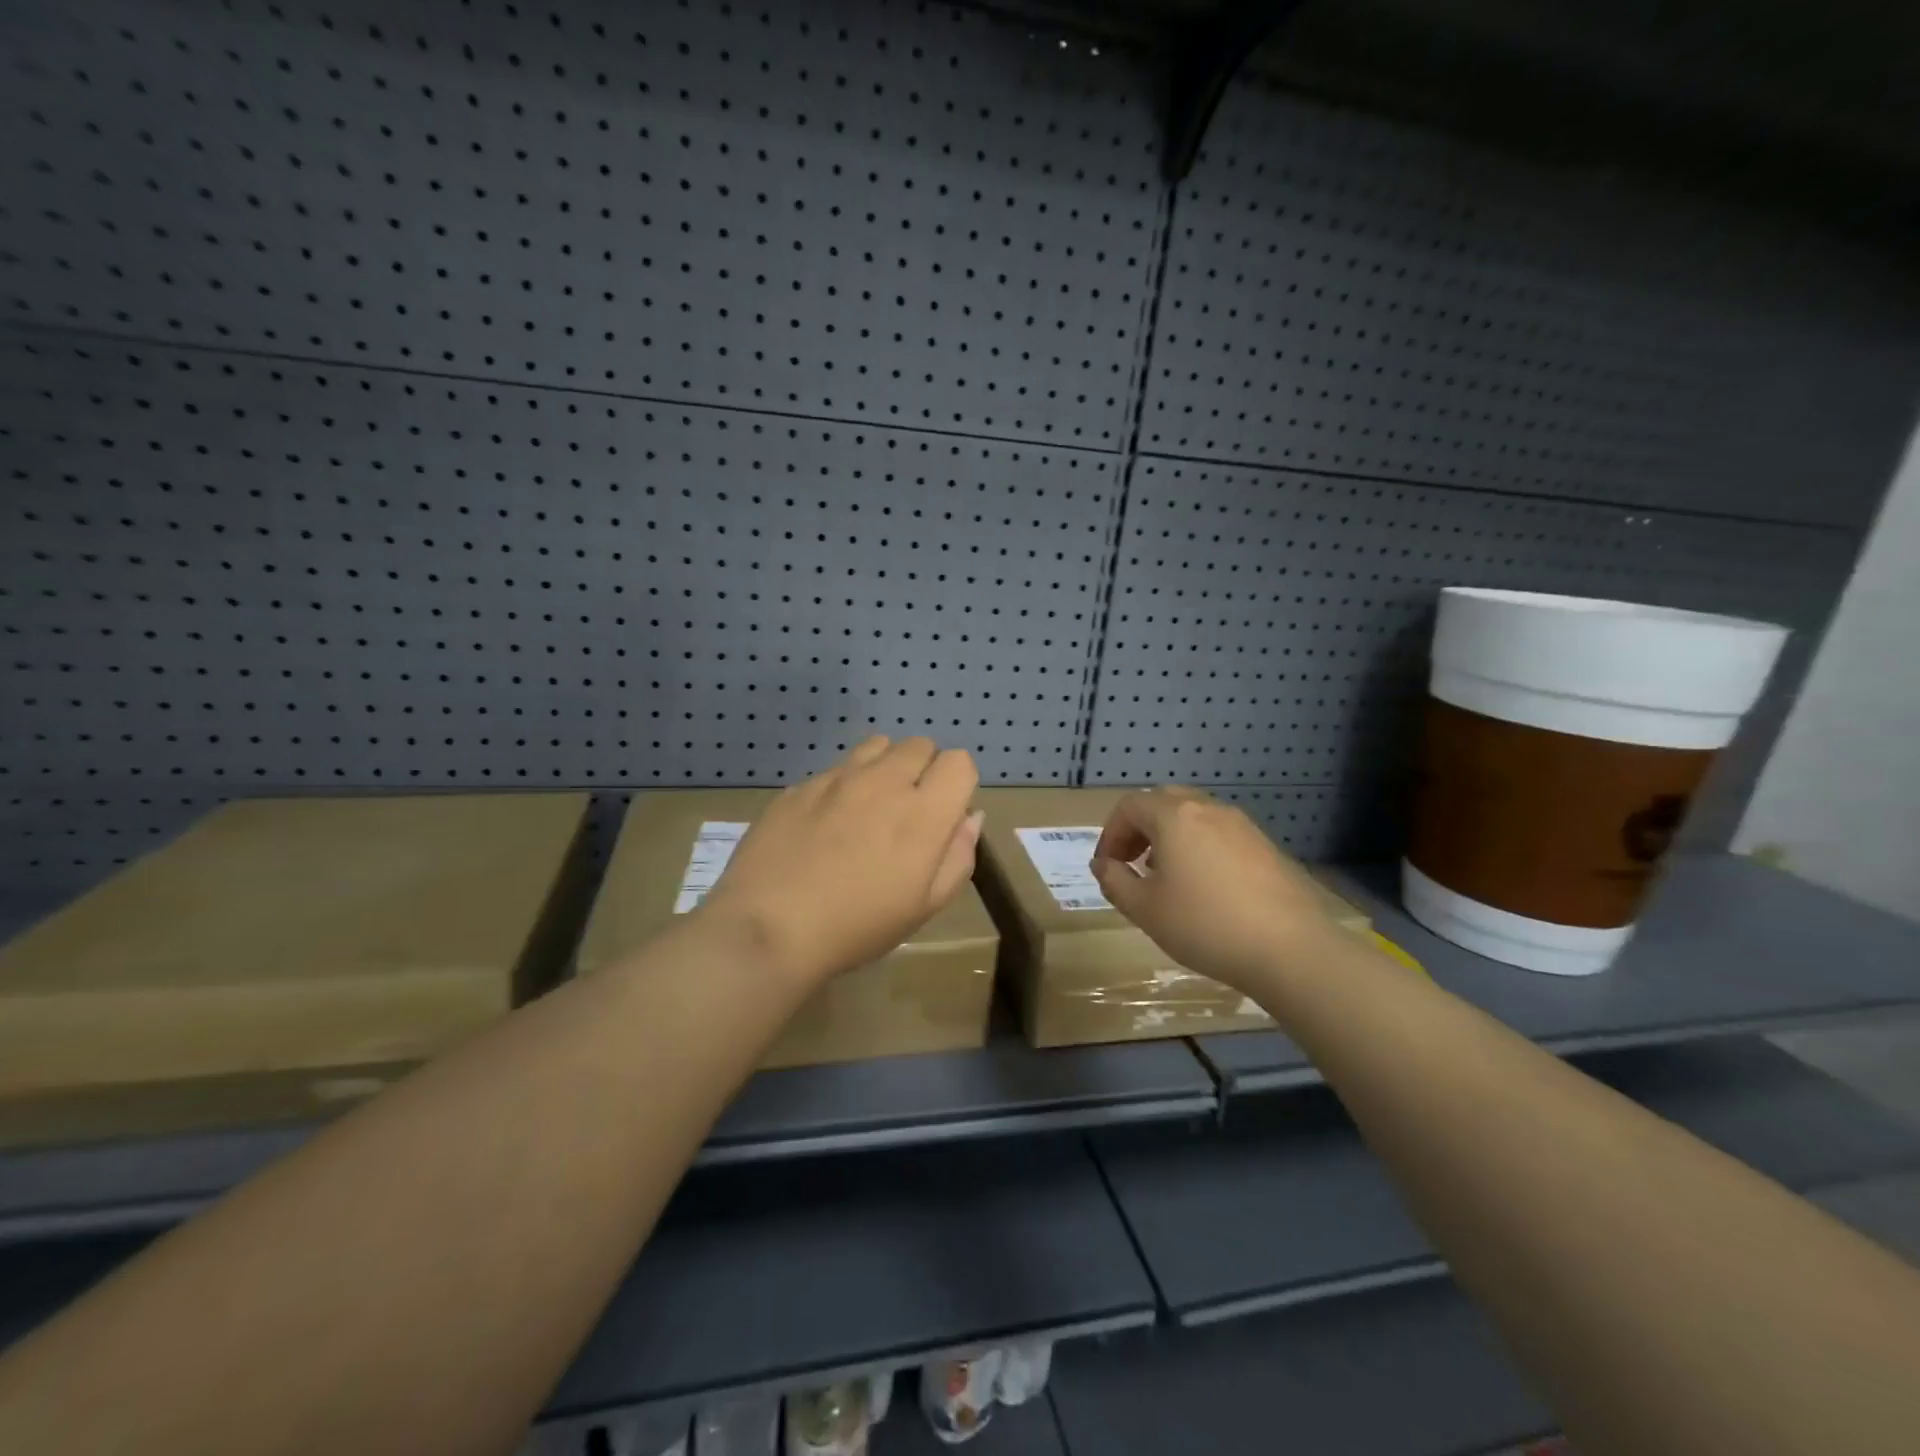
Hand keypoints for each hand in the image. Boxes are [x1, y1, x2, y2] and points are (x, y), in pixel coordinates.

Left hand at [696, 736, 982, 988]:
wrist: (769, 927)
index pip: (959, 762)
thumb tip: (969, 817)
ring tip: (870, 806)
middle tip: (908, 811)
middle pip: (920, 744)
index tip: (944, 813)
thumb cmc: (857, 926)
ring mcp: (837, 778)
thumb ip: (958, 856)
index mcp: (922, 813)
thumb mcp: (924, 906)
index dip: (958, 784)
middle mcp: (884, 782)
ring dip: (886, 766)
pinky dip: (845, 785)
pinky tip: (827, 823)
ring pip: (877, 745)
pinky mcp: (801, 785)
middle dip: (924, 769)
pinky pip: (837, 769)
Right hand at [1090, 786, 1338, 993]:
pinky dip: (1200, 847)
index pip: (1130, 806)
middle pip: (1163, 802)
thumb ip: (1116, 882)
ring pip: (1194, 816)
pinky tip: (1205, 888)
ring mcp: (1242, 825)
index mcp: (1175, 817)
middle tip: (1132, 863)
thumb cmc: (1205, 925)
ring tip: (1167, 877)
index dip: (1111, 833)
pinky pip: (1220, 834)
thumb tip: (1104, 865)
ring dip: (1170, 837)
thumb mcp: (1145, 910)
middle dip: (1140, 828)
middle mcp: (1208, 809)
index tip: (1107, 867)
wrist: (1291, 949)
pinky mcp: (1266, 847)